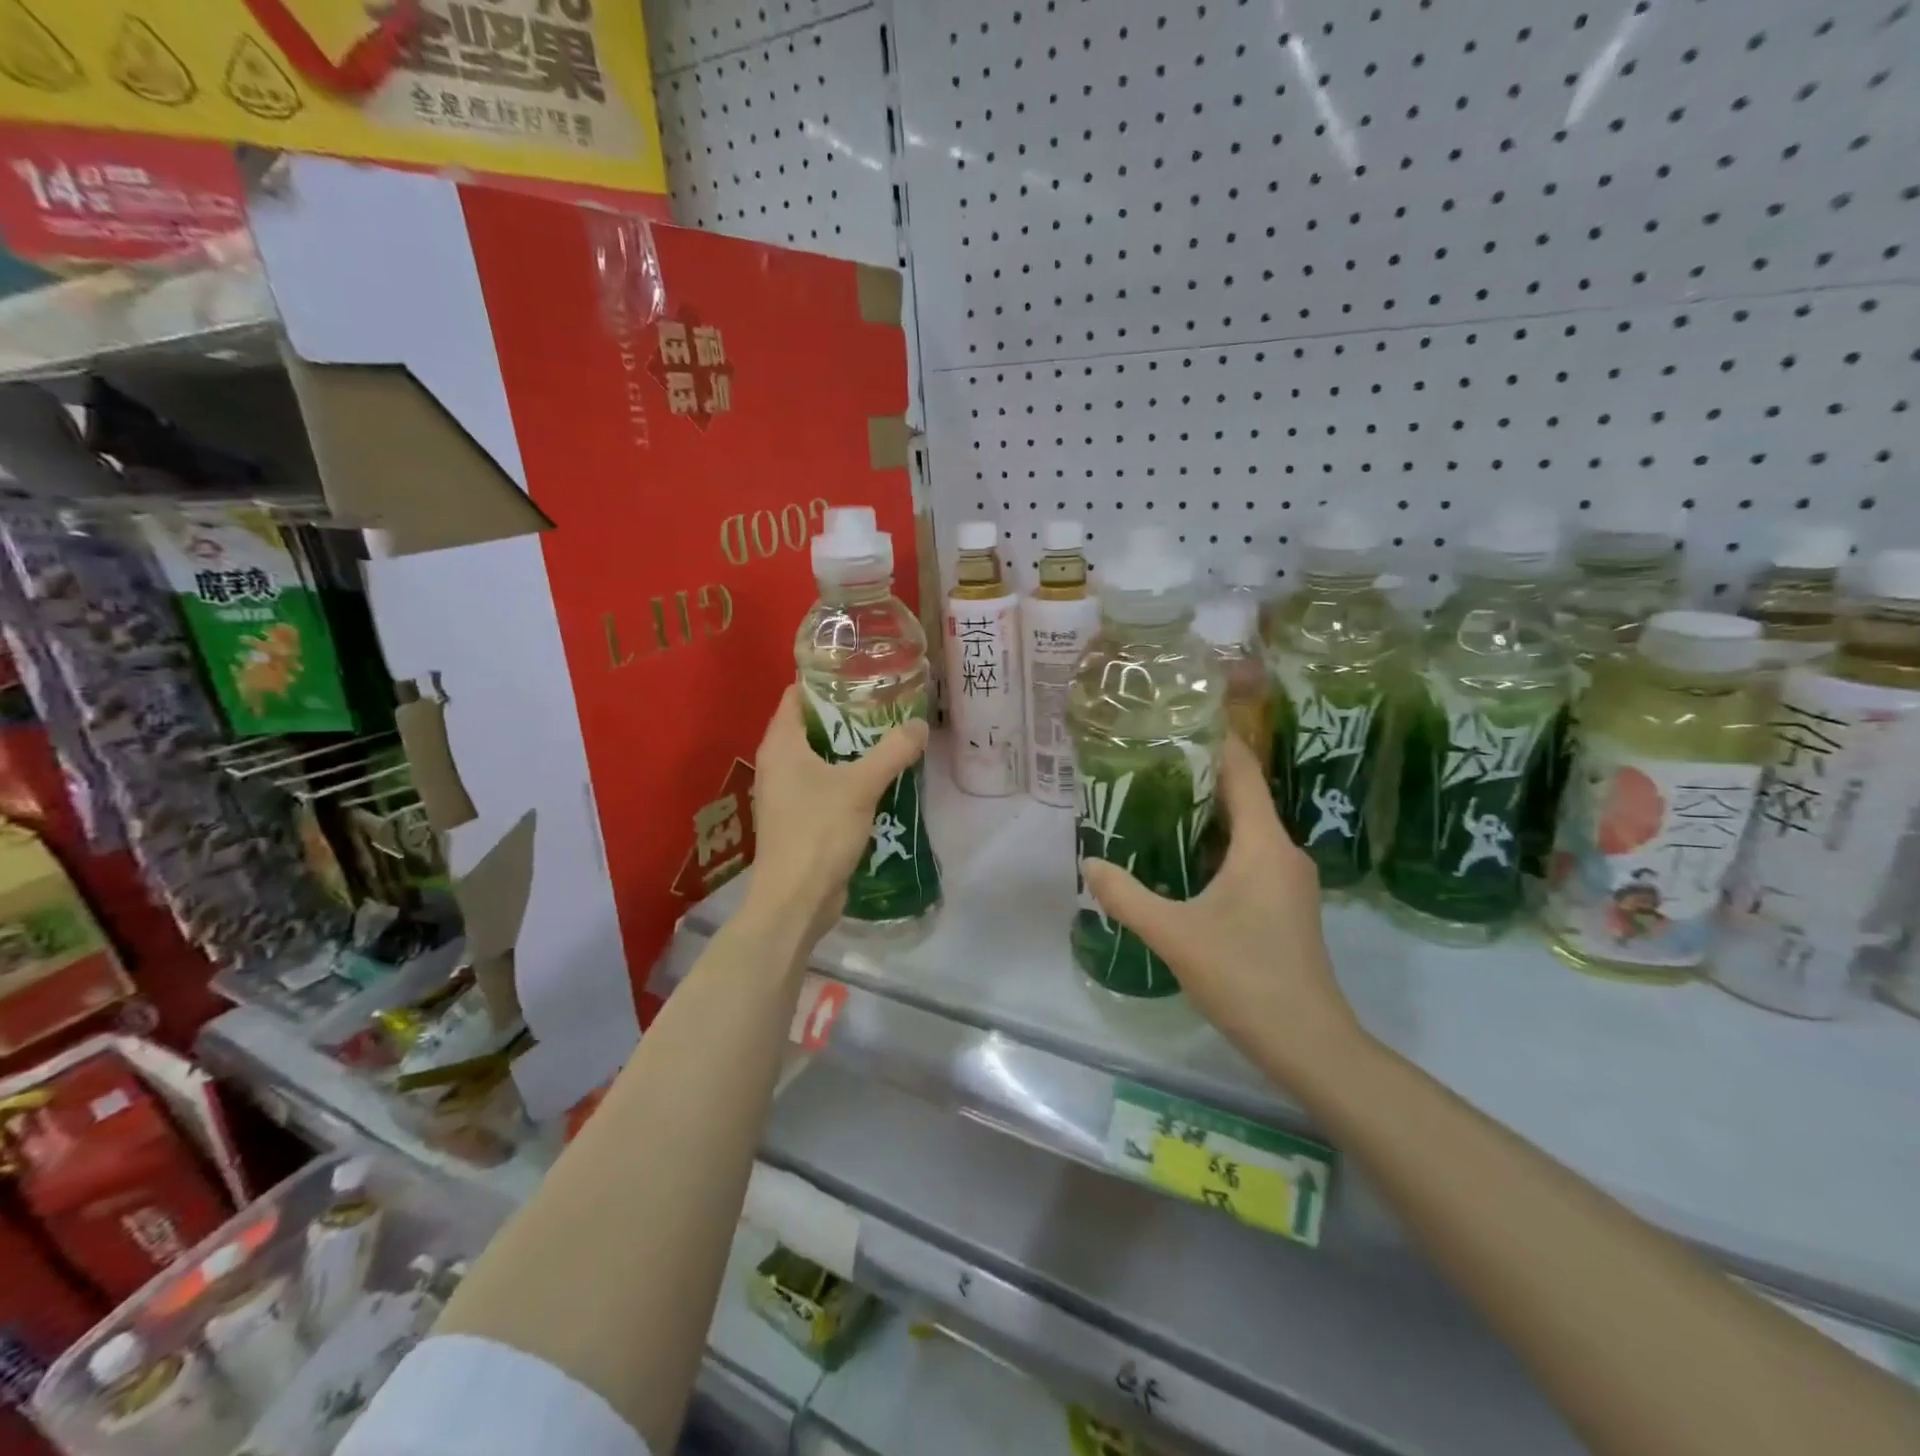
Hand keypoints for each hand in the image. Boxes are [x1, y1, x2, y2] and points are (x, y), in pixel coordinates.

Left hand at [745, 684, 928, 943]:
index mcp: (781, 745)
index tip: (861, 674)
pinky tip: (878, 777)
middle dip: (844, 715)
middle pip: (810, 725)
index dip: (825, 681)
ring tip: (887, 736)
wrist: (796, 900)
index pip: (796, 696)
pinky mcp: (798, 818)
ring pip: (818, 757)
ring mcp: (785, 793)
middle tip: (884, 704)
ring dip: (849, 748)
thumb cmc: (819, 832)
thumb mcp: (861, 786)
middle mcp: (777, 764)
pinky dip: (846, 776)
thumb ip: (892, 752)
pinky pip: (823, 784)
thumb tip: (920, 725)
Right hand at [1081, 736, 1363, 1087]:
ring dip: (1205, 815)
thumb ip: (1126, 896)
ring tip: (1156, 805)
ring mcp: (1288, 881)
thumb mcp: (1174, 933)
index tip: (1176, 722)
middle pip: (1242, 798)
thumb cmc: (1245, 976)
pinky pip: (1248, 858)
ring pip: (1245, 831)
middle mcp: (1282, 853)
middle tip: (1148, 765)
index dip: (1214, 742)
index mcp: (1264, 845)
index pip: (1242, 773)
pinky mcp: (1285, 906)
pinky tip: (1181, 859)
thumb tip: (1089, 863)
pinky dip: (1216, 847)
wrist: (1308, 1043)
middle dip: (1198, 778)